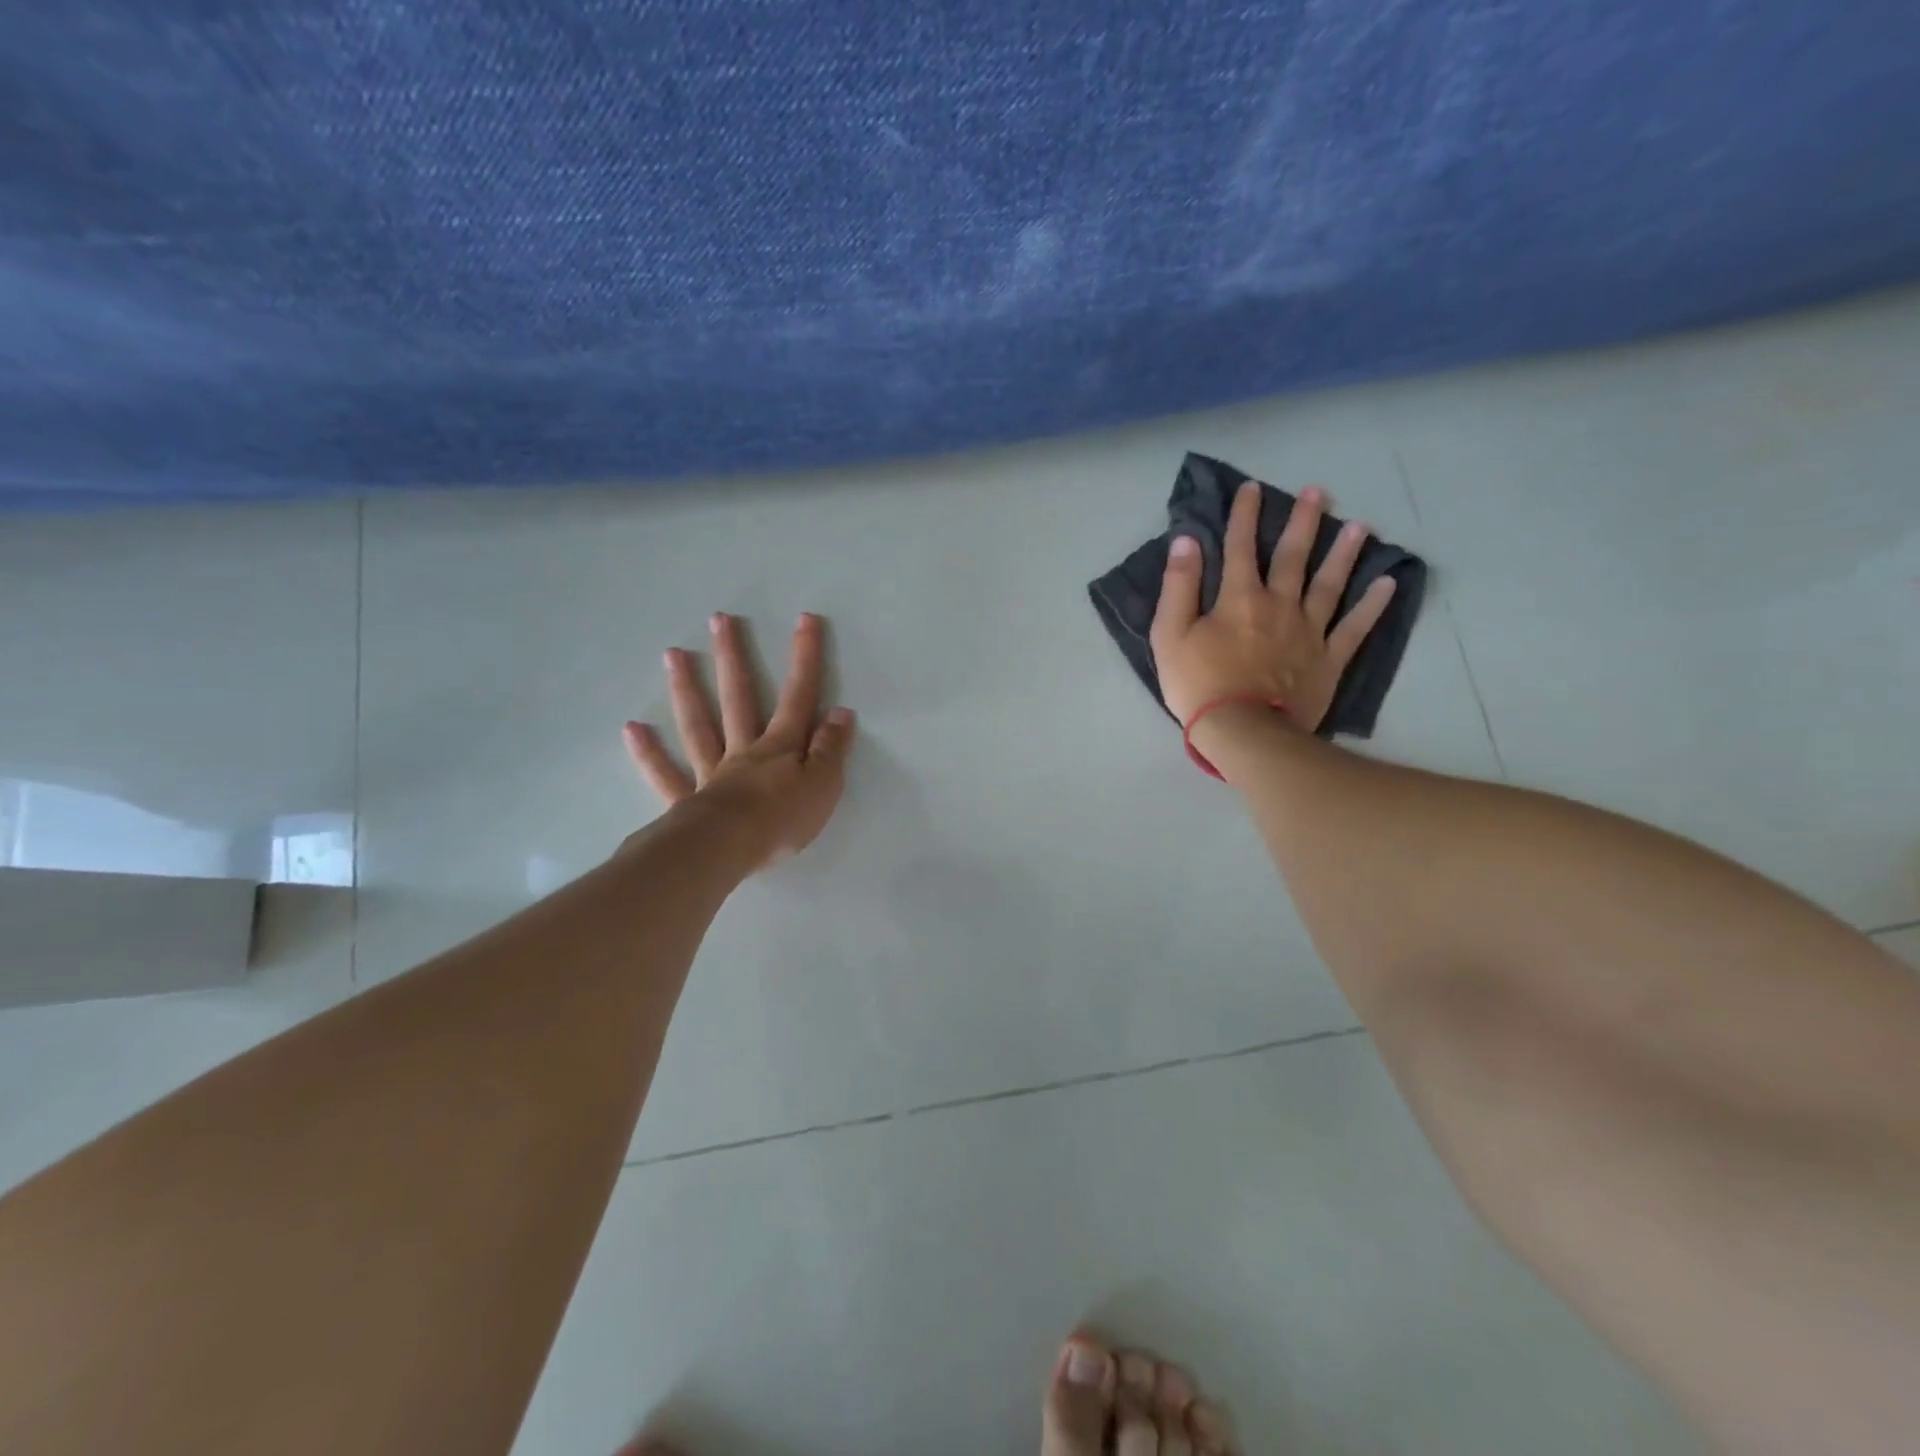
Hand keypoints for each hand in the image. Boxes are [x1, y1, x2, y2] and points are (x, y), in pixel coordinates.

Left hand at [623, 612, 855, 868]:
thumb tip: (841, 712)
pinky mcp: (687, 801)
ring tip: (673, 654)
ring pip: (698, 725)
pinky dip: (649, 753)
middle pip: (738, 698)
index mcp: (780, 747)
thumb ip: (832, 749)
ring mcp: (711, 773)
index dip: (805, 659)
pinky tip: (632, 728)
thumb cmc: (783, 819)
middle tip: (719, 620)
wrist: (729, 850)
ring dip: (687, 689)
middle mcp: (743, 750)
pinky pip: (666, 774)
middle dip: (733, 658)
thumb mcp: (824, 784)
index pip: (799, 697)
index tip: (804, 620)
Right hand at [1150, 480, 1397, 731]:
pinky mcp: (1328, 659)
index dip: (1244, 515)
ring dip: (1344, 553)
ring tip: (1359, 527)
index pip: (1240, 547)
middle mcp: (1279, 604)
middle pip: (1293, 556)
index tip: (1252, 488)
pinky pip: (1355, 628)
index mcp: (1239, 598)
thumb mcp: (1170, 635)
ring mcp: (1309, 631)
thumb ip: (1178, 586)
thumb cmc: (1199, 684)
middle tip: (1319, 492)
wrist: (1243, 730)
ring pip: (1330, 584)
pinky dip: (1372, 606)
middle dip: (1303, 522)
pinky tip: (1388, 584)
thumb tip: (1187, 541)